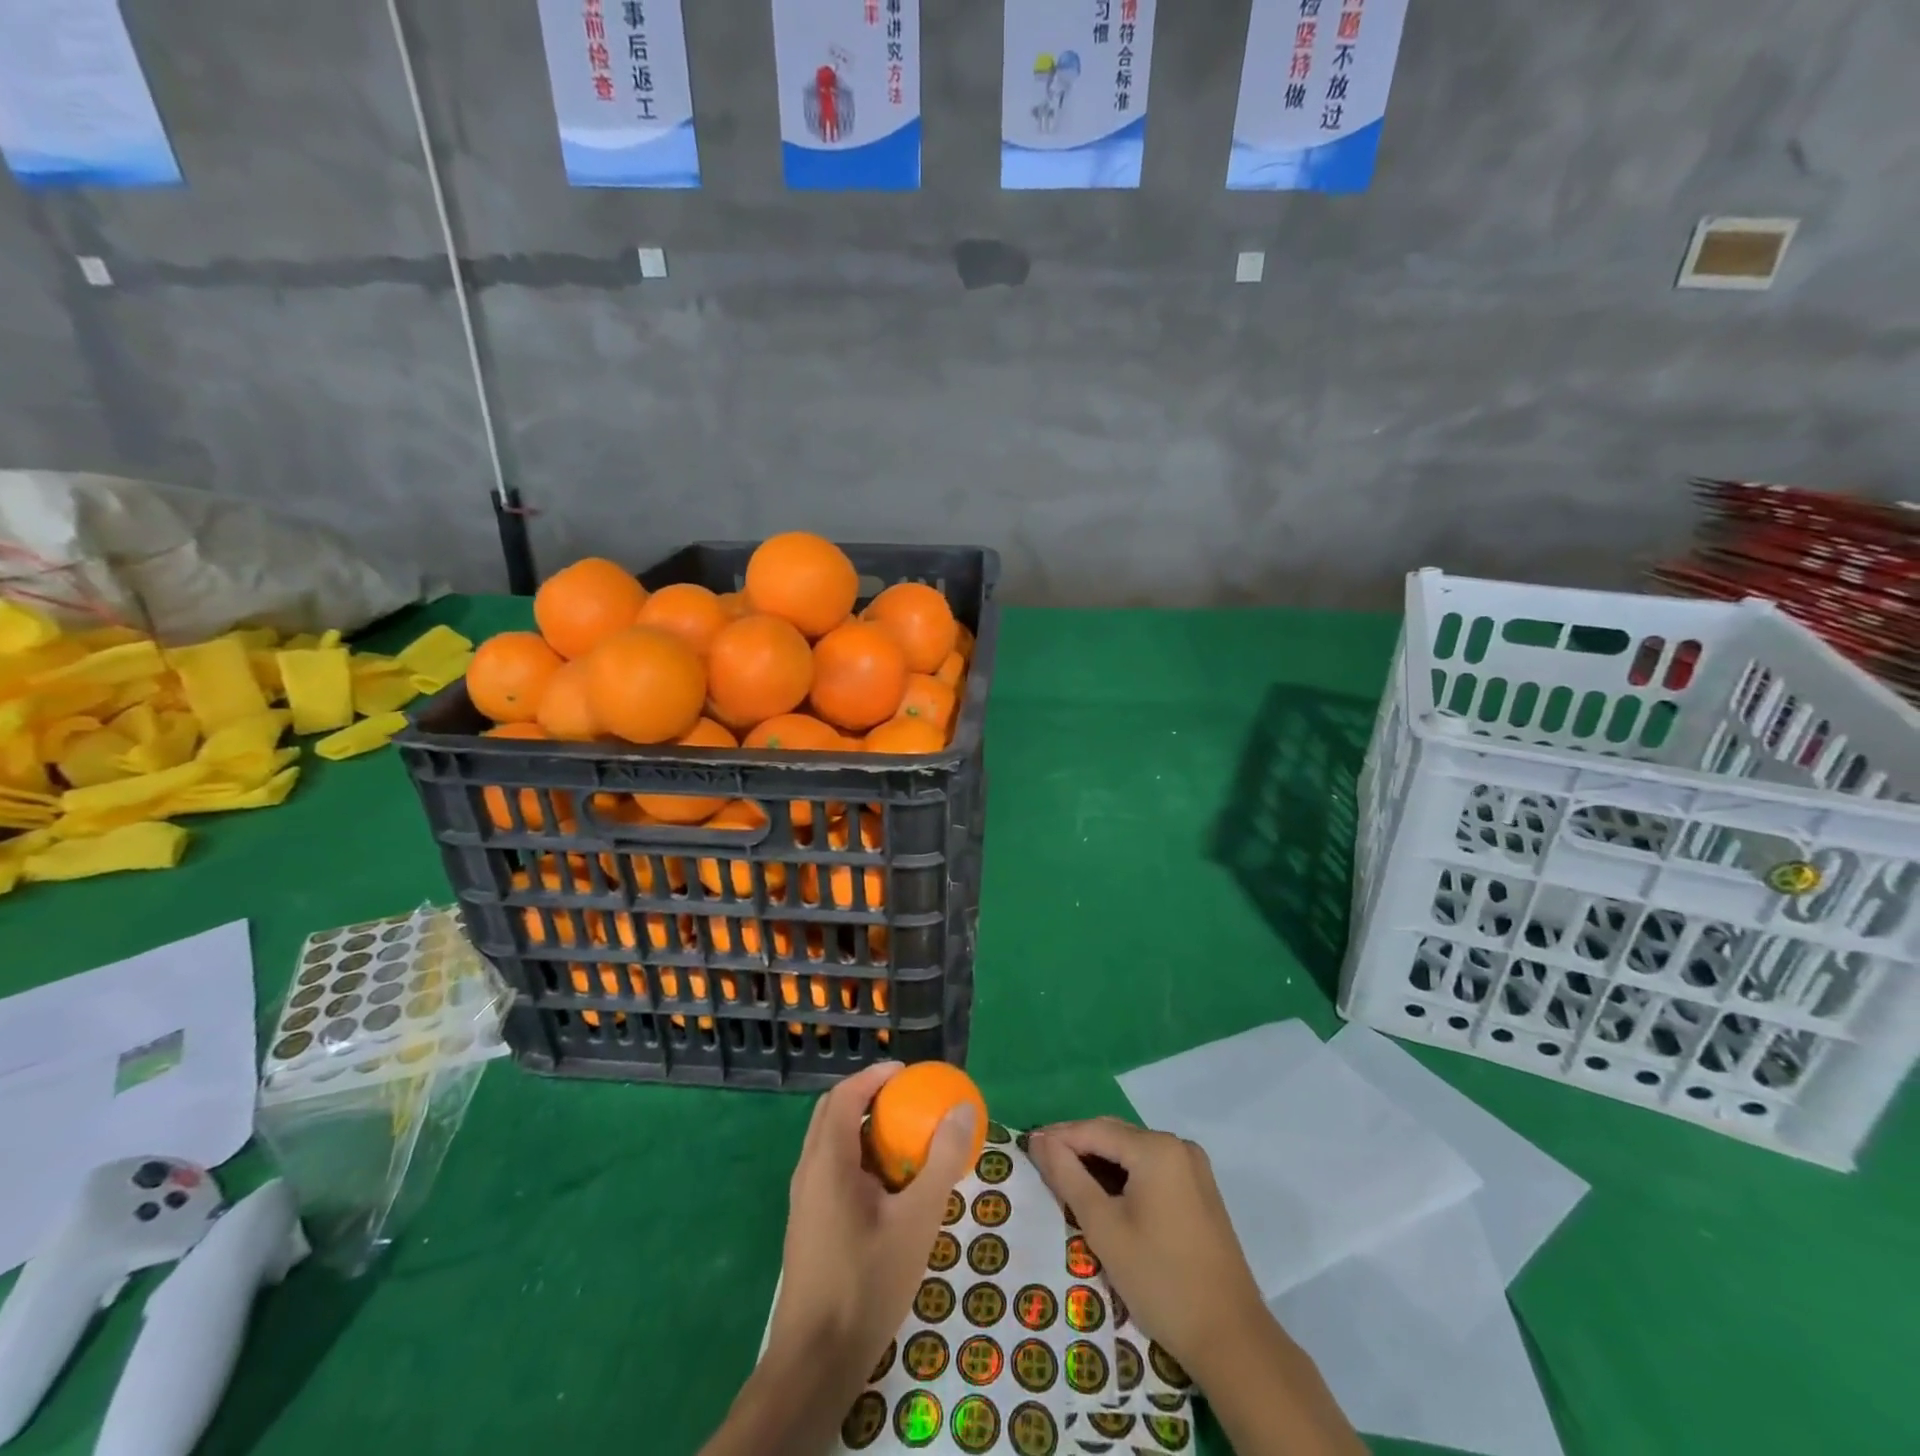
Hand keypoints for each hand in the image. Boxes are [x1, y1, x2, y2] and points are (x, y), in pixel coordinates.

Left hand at [765, 1061, 978, 1383]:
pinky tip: (888, 1186)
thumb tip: (962, 1108)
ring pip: (830, 1143)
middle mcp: (808, 1171)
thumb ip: (941, 1161)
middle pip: (832, 1113)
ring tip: (904, 1137)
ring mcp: (804, 1200)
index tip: (908, 1072)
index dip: (874, 1076)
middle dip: (868, 1096)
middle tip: (908, 1099)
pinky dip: (858, 1157)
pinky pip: (831, 1170)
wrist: (816, 1362)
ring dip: (863, 1127)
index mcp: (827, 1161)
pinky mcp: (808, 1225)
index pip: (844, 1095)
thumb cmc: (867, 1282)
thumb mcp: (917, 1220)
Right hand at [1028, 1117, 1267, 1383]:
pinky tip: (1105, 1194)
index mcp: (1156, 1148)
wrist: (1231, 1339)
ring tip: (1066, 1178)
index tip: (1026, 1148)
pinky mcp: (1200, 1190)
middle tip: (1042, 1163)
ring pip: (1133, 1151)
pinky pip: (1152, 1168)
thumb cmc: (1160, 1280)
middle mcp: (1177, 1145)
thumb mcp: (1104, 1228)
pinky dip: (1124, 1175)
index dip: (1058, 1137)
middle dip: (1077, 1145)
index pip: (1094, 1130)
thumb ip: (1068, 1176)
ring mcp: (1193, 1167)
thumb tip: (1039, 1140)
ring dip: (1100, 1161)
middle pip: (1115, 1135)